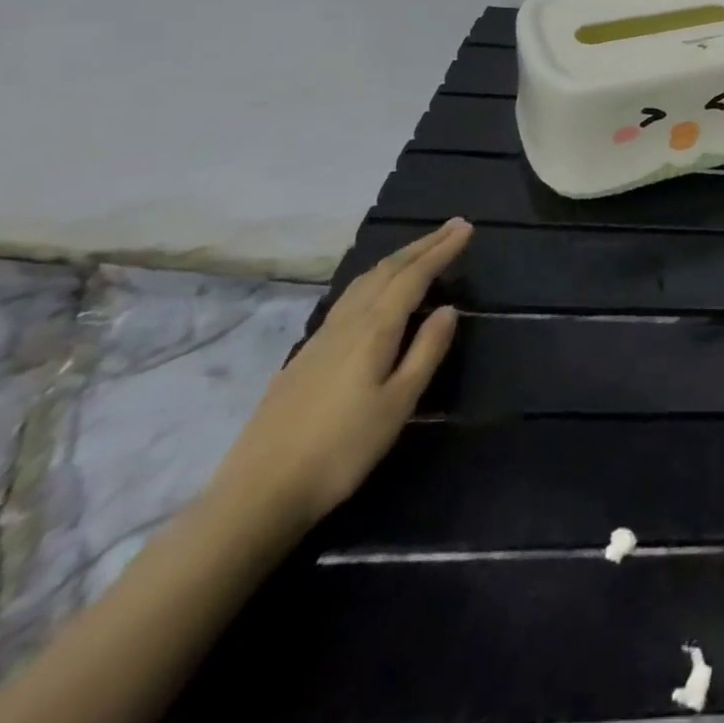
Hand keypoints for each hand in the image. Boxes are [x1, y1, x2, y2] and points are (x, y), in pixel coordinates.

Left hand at [206, 218, 470, 533]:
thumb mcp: (398, 404)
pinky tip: (375, 291)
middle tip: (452, 227)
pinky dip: (374, 280)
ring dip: (397, 259)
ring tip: (420, 250)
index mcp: (374, 330)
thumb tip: (448, 309)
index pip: (414, 276)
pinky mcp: (304, 357)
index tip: (466, 228)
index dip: (442, 250)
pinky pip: (348, 299)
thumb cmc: (341, 450)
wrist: (256, 495)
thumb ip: (426, 352)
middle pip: (387, 271)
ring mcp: (320, 339)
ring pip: (363, 282)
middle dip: (422, 245)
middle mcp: (347, 323)